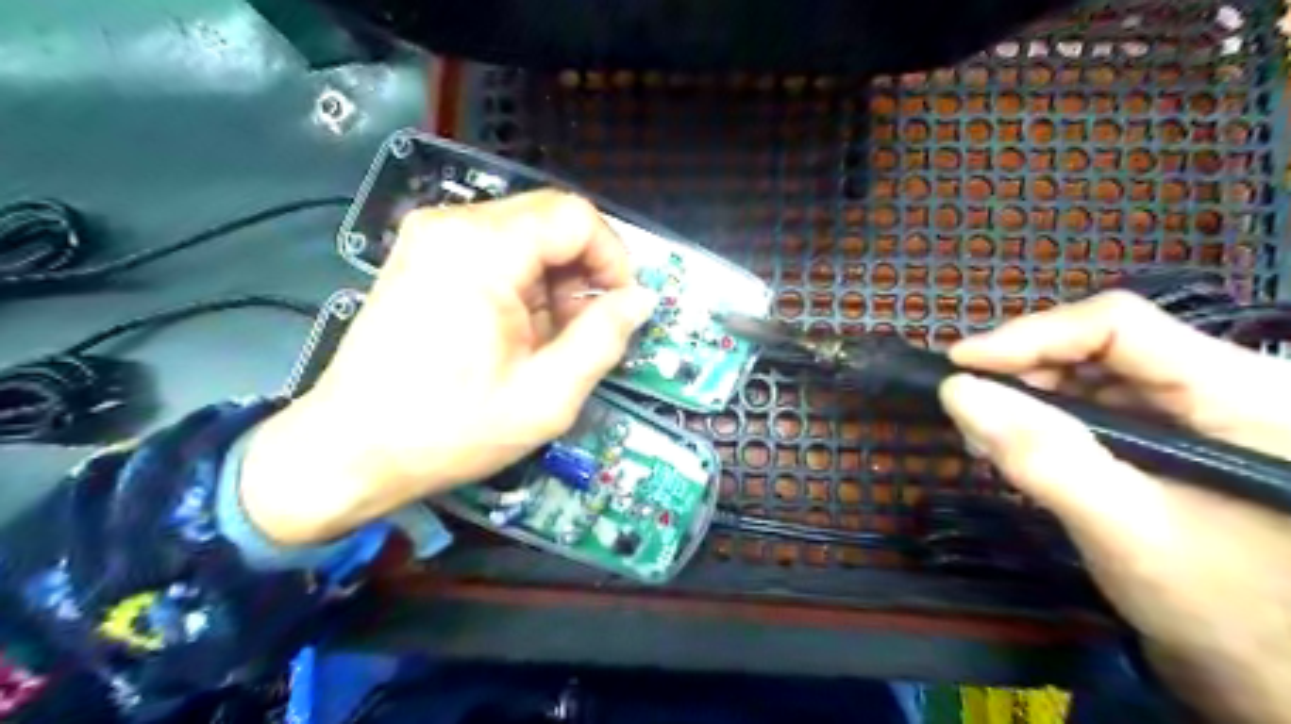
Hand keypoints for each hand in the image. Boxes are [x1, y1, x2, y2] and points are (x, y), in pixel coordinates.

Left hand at [236, 192, 656, 548]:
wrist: (349, 450)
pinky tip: (518, 331)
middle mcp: (453, 225)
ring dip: (555, 281)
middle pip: (552, 220)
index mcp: (481, 249)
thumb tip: (640, 300)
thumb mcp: (546, 397)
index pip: (576, 217)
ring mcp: (432, 237)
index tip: (620, 307)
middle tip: (585, 329)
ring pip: (528, 235)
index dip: (613, 258)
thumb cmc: (448, 429)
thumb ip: (603, 339)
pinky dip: (525, 284)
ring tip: (549, 339)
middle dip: (584, 272)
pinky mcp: (424, 255)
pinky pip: (498, 250)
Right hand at [940, 291, 1289, 719]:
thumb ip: (1042, 456)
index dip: (1030, 336)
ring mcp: (1207, 411)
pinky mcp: (1183, 437)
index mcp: (1244, 392)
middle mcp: (1229, 384)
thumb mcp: (1126, 530)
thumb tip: (956, 391)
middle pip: (1105, 344)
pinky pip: (1103, 405)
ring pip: (1098, 372)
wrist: (1281, 680)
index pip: (1118, 326)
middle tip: (966, 402)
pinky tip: (1020, 442)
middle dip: (1025, 368)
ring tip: (985, 429)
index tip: (959, 364)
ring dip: (1032, 393)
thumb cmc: (1228, 613)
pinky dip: (1051, 419)